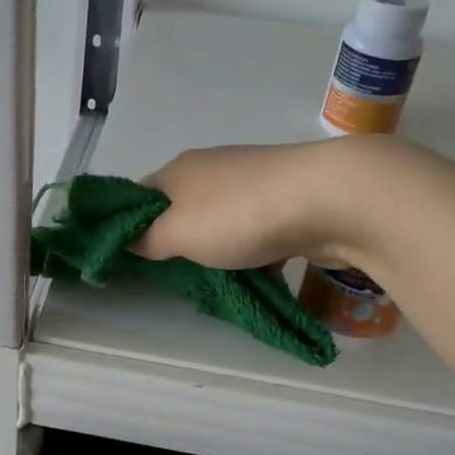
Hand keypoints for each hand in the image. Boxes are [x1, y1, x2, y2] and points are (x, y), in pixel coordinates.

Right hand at [129, 138, 388, 270]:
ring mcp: (253, 183)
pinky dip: (254, 255)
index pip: (139, 196)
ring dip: (218, 252)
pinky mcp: (287, 201)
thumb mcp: (176, 233)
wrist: (327, 199)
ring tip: (217, 284)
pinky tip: (258, 278)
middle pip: (182, 210)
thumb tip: (128, 240)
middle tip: (174, 279)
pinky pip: (258, 233)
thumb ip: (146, 240)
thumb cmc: (238, 215)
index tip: (130, 259)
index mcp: (179, 170)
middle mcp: (213, 170)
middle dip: (178, 244)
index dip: (129, 225)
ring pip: (222, 224)